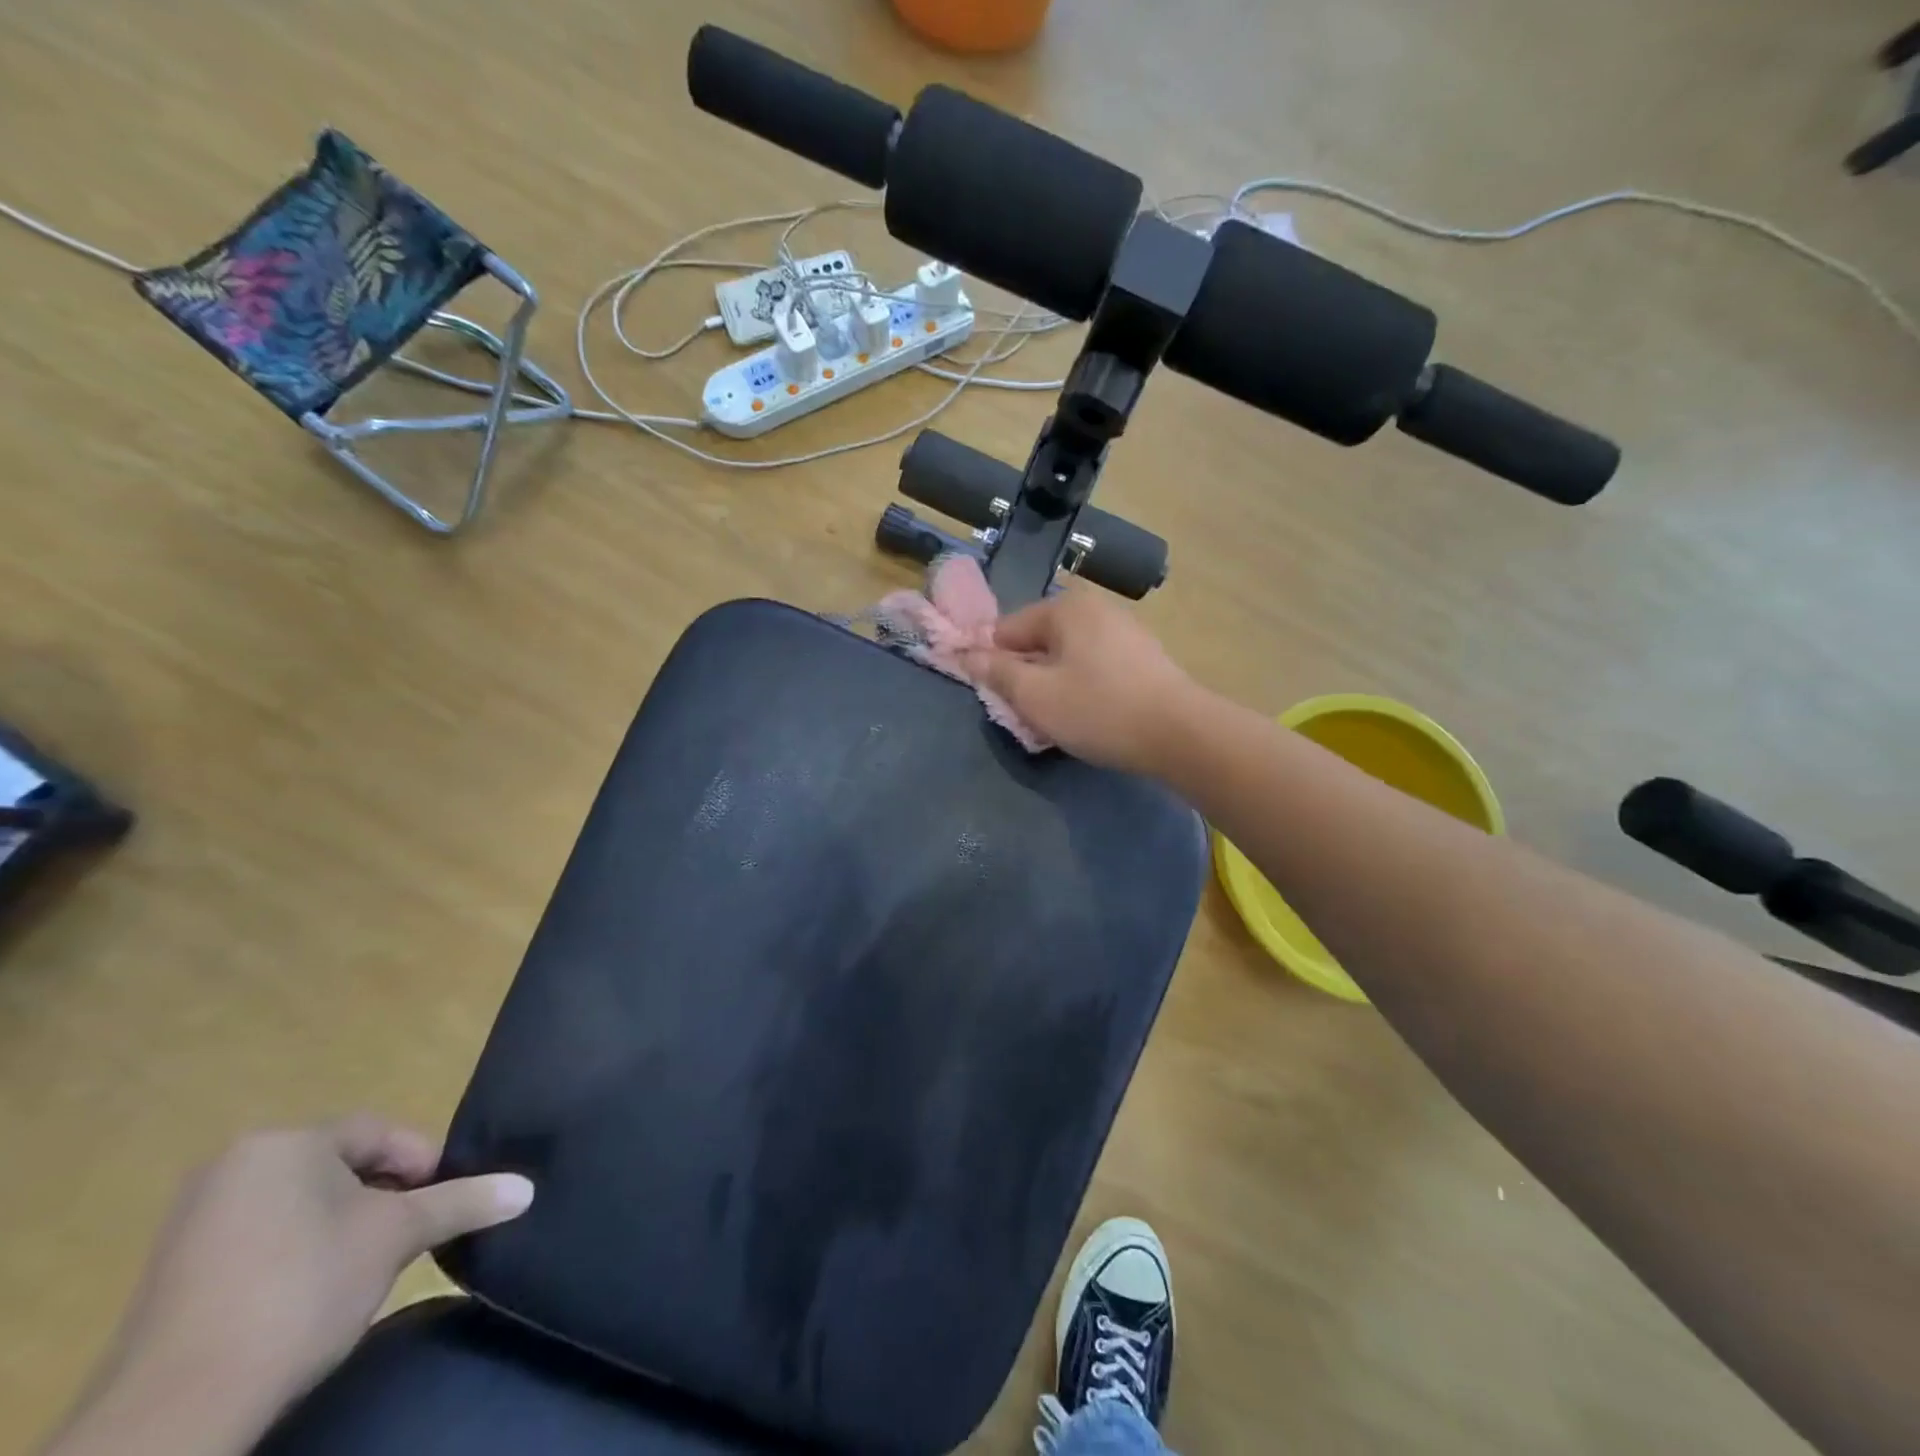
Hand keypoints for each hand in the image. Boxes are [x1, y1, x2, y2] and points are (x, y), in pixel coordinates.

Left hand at [47, 1117, 532, 1455]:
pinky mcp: (173, 1270)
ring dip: (343, 1225)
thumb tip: (526, 1188)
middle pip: (339, 1165)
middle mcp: (236, 1165)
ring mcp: (195, 1219)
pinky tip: (310, 1295)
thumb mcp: (397, 1237)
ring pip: (302, 1202)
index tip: (441, 1202)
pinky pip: (261, 1237)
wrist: (175, 1414)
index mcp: (285, 1142)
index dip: (421, 1162)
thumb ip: (462, 1202)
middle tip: (409, 1234)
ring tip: (366, 1267)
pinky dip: (297, 1253)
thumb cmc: (302, 1291)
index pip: (378, 1133)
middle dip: (383, 1195)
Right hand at [961, 587, 1198, 772]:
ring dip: (1053, 684)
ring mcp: (1123, 629)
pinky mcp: (1142, 655)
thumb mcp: (1036, 696)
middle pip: (1038, 641)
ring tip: (1058, 719)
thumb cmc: (1099, 710)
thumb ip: (997, 673)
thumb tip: (967, 654)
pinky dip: (1082, 686)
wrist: (1180, 734)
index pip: (1006, 629)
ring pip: (1067, 656)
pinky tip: (1089, 714)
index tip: (996, 698)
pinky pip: (1094, 665)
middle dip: (1026, 675)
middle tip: (1027, 713)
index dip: (993, 663)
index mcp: (1065, 607)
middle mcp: (1094, 607)